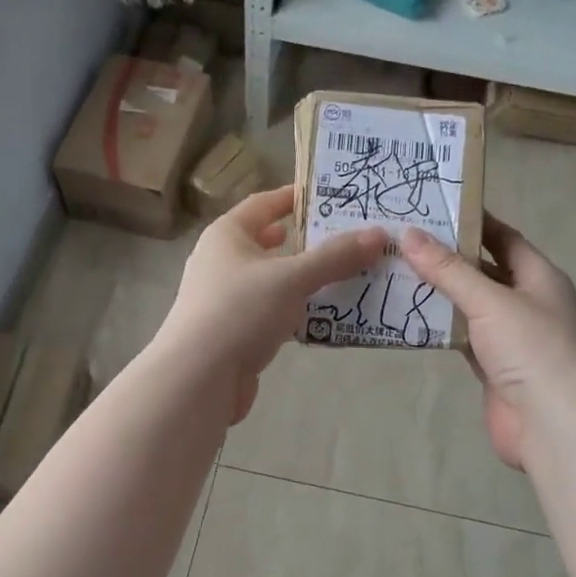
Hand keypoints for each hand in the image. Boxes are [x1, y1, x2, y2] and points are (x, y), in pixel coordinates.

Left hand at [156, 184, 387, 423]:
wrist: (197, 380)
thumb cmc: (239, 312)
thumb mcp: (291, 278)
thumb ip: (335, 257)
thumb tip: (378, 234)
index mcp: (227, 235)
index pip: (264, 204)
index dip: (295, 197)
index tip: (331, 195)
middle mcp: (222, 261)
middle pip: (270, 243)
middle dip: (308, 241)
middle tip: (349, 238)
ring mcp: (226, 299)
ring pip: (275, 280)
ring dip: (306, 278)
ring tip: (349, 274)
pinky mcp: (235, 332)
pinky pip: (274, 311)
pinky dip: (298, 310)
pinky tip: (327, 315)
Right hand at [402, 217, 575, 469]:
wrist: (556, 427)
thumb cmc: (533, 349)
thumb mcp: (490, 301)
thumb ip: (448, 269)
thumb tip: (409, 234)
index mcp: (539, 277)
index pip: (503, 237)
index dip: (472, 221)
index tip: (433, 206)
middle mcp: (527, 302)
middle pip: (483, 270)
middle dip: (447, 257)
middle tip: (402, 239)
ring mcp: (511, 337)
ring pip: (470, 306)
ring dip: (440, 292)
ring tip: (395, 270)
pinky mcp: (494, 367)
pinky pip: (463, 337)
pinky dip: (440, 327)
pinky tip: (408, 315)